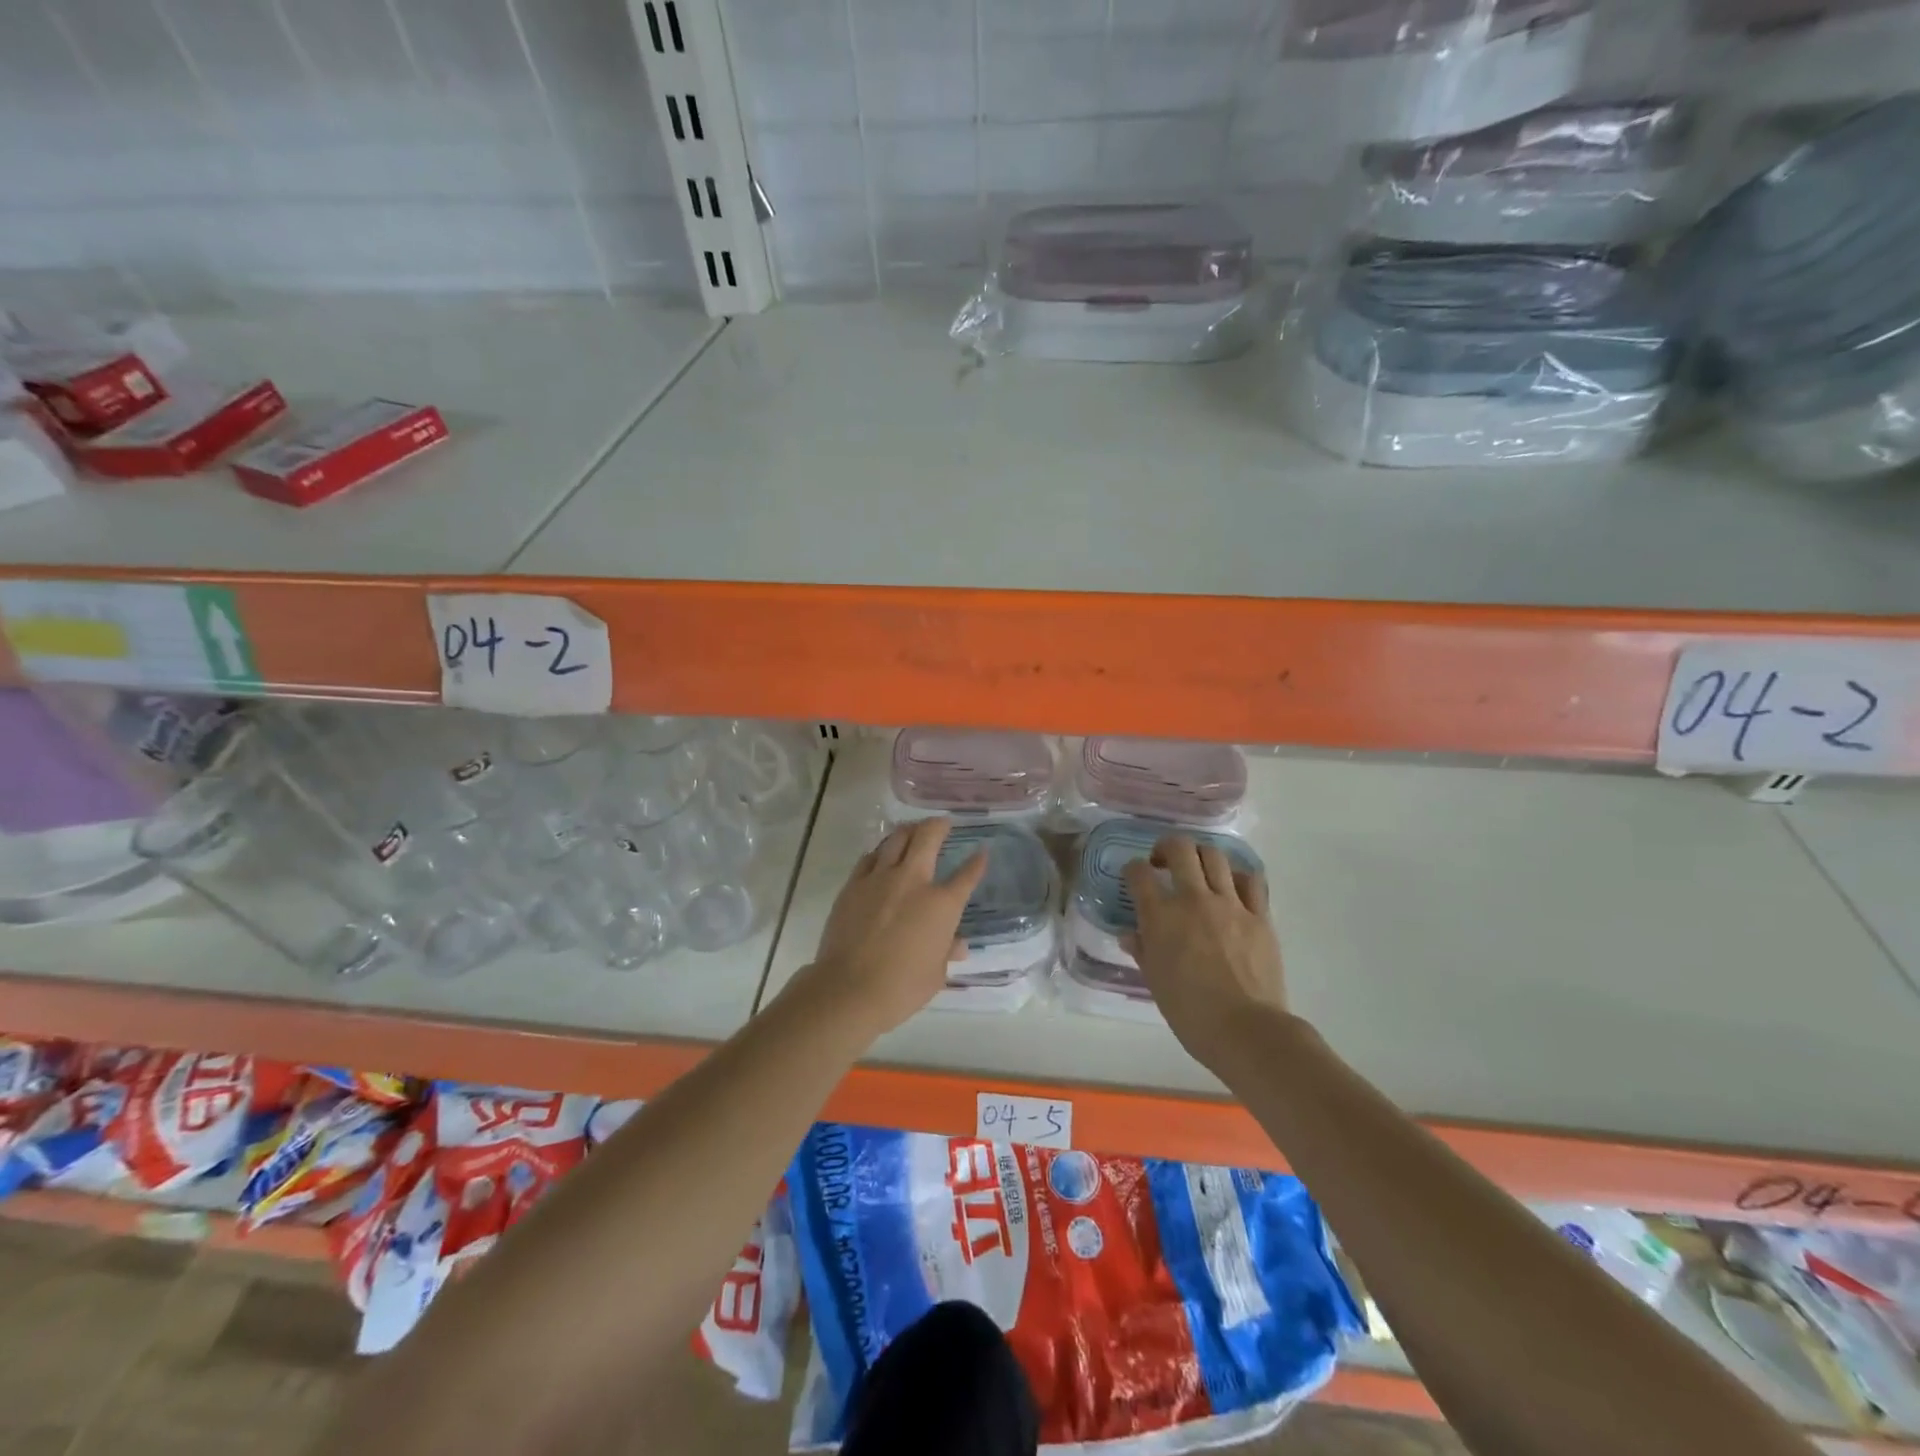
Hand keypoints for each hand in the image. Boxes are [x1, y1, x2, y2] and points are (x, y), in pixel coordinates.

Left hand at [800, 818, 987, 1040]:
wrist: (848, 988)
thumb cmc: (901, 987)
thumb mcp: (935, 974)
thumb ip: (946, 951)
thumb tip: (958, 944)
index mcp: (941, 904)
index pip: (966, 875)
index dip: (977, 862)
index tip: (982, 852)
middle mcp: (913, 881)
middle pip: (928, 837)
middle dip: (939, 825)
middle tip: (943, 823)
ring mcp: (880, 878)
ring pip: (896, 839)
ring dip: (909, 831)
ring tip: (913, 830)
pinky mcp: (854, 884)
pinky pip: (870, 857)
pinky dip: (881, 852)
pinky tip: (882, 855)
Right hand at [1122, 834, 1288, 1069]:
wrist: (1245, 1029)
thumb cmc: (1190, 1012)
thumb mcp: (1154, 982)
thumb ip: (1142, 950)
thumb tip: (1129, 934)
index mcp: (1161, 916)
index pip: (1139, 874)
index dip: (1132, 869)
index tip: (1134, 875)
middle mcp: (1194, 899)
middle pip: (1179, 849)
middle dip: (1166, 847)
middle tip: (1163, 861)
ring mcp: (1230, 904)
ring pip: (1215, 856)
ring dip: (1201, 856)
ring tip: (1198, 870)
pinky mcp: (1260, 916)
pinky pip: (1251, 881)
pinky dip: (1238, 876)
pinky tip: (1233, 887)